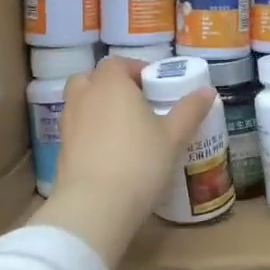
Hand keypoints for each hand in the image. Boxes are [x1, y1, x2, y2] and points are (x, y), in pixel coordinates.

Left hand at [33, 57, 216, 266]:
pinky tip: (109, 152)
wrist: (95, 206)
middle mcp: (84, 96)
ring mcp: (68, 123)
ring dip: (98, 107)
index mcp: (110, 84)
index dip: (136, 69)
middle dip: (111, 85)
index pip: (118, 63)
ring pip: (81, 103)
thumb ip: (190, 110)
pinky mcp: (61, 149)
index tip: (154, 86)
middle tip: (135, 103)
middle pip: (92, 78)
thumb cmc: (139, 162)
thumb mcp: (173, 136)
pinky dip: (90, 132)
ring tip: (123, 128)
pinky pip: (77, 129)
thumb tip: (207, 91)